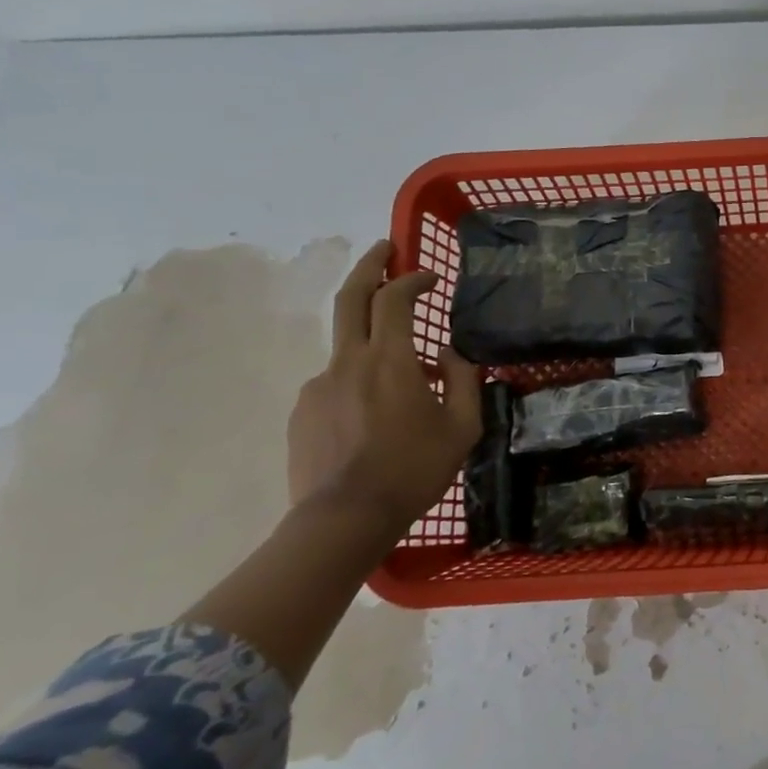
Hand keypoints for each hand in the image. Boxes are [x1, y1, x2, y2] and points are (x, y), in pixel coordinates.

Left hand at [287, 240, 482, 528]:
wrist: (345, 518)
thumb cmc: (414, 469)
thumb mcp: (462, 426)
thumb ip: (464, 380)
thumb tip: (452, 353)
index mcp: (391, 360)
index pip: (396, 299)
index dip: (412, 278)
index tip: (430, 277)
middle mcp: (348, 361)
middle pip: (351, 298)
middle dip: (368, 266)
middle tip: (383, 249)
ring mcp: (319, 385)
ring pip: (347, 346)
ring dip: (372, 341)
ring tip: (401, 378)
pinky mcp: (303, 411)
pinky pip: (335, 382)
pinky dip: (358, 381)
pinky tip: (374, 416)